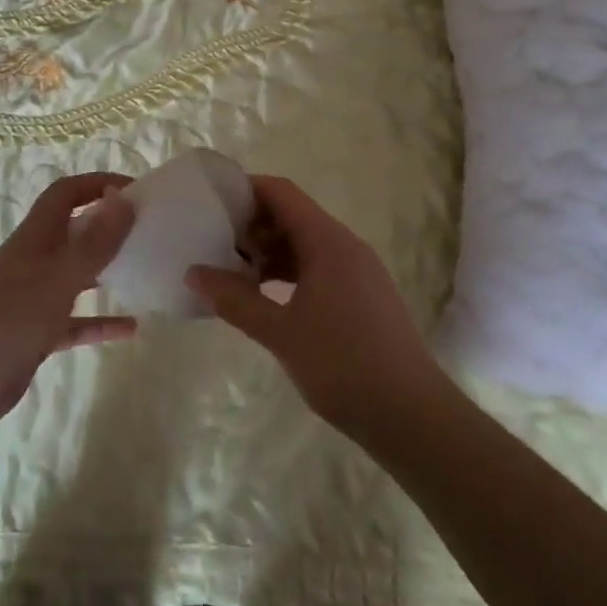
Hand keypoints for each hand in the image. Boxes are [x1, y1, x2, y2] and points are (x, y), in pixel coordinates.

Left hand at [0, 172, 136, 434]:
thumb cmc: (3, 319)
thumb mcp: (55, 278)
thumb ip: (93, 243)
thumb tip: (125, 199)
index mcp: (34, 239)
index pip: (66, 195)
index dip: (97, 184)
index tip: (137, 191)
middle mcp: (34, 263)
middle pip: (74, 234)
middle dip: (109, 228)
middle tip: (151, 232)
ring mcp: (33, 301)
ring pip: (77, 279)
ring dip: (108, 274)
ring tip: (146, 273)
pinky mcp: (34, 336)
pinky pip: (74, 324)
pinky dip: (100, 324)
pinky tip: (132, 330)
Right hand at [188, 175, 442, 438]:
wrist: (412, 415)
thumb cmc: (343, 365)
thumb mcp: (281, 332)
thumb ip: (235, 300)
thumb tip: (194, 273)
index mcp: (328, 242)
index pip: (281, 193)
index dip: (245, 189)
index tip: (210, 203)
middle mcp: (345, 246)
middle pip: (292, 216)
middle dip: (251, 225)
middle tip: (212, 243)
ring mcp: (357, 272)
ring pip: (304, 245)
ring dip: (268, 253)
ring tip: (230, 273)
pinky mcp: (361, 296)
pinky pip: (317, 268)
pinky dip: (287, 273)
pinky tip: (263, 297)